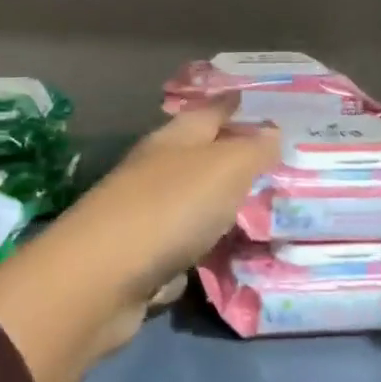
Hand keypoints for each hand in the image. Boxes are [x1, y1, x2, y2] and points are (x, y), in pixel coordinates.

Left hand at [57, 99, 281, 300]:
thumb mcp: (224, 168)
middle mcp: (156, 170)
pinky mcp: (143, 260)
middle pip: (200, 156)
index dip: (235, 104)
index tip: (261, 102)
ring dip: (221, 205)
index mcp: (173, 139)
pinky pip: (184, 247)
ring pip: (193, 202)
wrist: (101, 280)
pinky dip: (203, 249)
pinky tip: (227, 256)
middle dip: (234, 157)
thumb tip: (271, 130)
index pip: (210, 111)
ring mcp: (146, 215)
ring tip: (264, 210)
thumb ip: (252, 150)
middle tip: (279, 162)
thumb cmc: (169, 208)